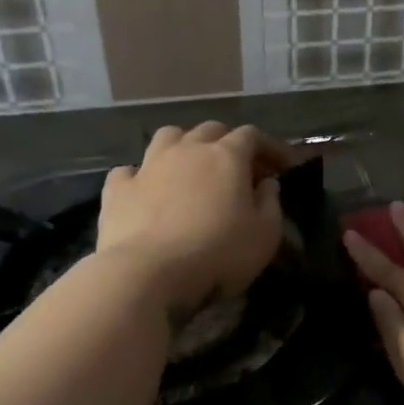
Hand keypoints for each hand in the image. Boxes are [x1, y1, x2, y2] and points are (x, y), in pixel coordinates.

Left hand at [94, 123, 291, 313]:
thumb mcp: (265, 234)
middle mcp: (187, 149)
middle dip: (230, 142)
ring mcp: (149, 166)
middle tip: (242, 167)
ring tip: (193, 167)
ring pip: (169, 136)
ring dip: (185, 145)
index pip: (253, 136)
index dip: (271, 147)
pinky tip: (147, 189)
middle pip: (211, 130)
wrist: (147, 274)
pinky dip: (142, 175)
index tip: (285, 165)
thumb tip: (267, 183)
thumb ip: (271, 203)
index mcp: (227, 156)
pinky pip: (130, 170)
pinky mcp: (118, 189)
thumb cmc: (218, 253)